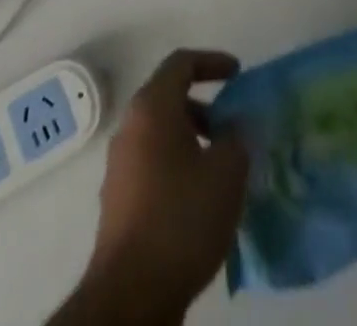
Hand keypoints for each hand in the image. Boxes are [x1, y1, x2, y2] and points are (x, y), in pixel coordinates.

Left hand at [78, 49, 248, 321]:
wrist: (131, 294)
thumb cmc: (182, 217)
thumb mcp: (227, 171)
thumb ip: (238, 137)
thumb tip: (235, 127)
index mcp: (152, 107)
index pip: (181, 63)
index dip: (212, 62)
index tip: (238, 75)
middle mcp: (129, 126)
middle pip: (168, 98)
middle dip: (204, 107)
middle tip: (231, 127)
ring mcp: (119, 164)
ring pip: (160, 133)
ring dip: (191, 139)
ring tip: (221, 167)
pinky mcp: (118, 200)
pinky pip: (151, 163)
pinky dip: (176, 165)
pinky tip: (199, 198)